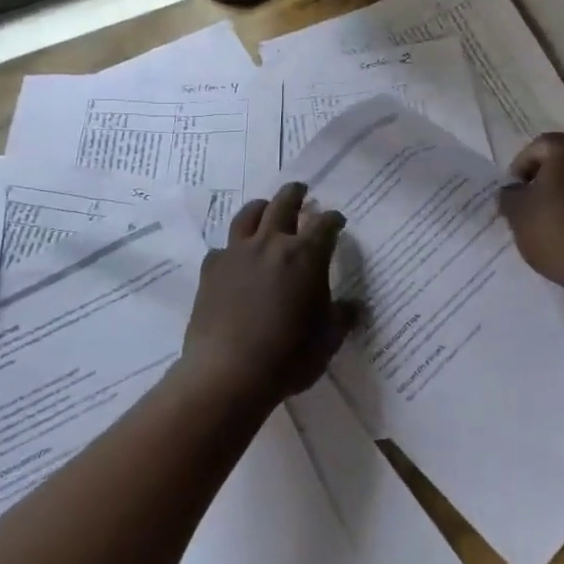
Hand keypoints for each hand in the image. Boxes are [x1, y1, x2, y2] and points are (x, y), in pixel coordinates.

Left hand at [177, 182, 357, 404]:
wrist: (228, 373)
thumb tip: (353, 306)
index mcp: (306, 256)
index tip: (337, 221)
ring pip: (249, 215)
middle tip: (301, 190)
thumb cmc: (288, 357)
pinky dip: (234, 247)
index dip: (333, 220)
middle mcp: (271, 244)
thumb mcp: (327, 340)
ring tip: (266, 208)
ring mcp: (237, 253)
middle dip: (296, 194)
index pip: (324, 224)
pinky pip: (224, 247)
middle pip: (284, 204)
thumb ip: (341, 317)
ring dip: (262, 207)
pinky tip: (235, 257)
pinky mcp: (211, 269)